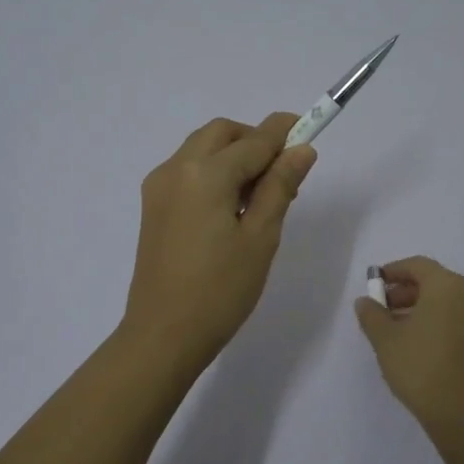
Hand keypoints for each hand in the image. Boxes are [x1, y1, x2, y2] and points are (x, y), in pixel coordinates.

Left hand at [122, 113, 316, 366]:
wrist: (163, 334)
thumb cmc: (221, 290)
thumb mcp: (261, 237)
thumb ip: (280, 187)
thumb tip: (301, 150)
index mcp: (204, 174)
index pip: (253, 140)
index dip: (284, 132)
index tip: (310, 128)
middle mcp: (175, 168)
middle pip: (221, 134)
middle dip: (254, 140)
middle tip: (284, 172)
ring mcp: (158, 187)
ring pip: (202, 150)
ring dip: (233, 156)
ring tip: (261, 196)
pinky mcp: (153, 206)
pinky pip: (187, 171)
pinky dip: (213, 173)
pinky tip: (232, 208)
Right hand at [354, 256, 463, 433]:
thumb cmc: (420, 367)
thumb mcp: (385, 340)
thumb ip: (372, 314)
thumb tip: (365, 302)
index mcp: (448, 286)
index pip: (418, 266)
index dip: (394, 271)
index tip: (375, 284)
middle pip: (436, 282)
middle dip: (408, 292)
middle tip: (385, 309)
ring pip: (451, 302)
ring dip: (425, 308)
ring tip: (401, 329)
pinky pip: (463, 320)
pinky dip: (443, 322)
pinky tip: (425, 344)